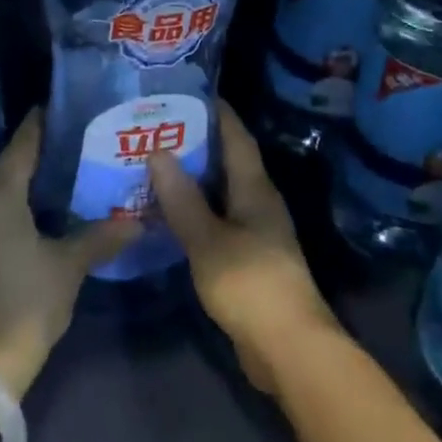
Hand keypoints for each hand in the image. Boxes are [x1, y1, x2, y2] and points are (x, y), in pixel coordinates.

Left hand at [0, 111, 138, 398]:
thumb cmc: (25, 301)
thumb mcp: (68, 266)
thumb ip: (100, 237)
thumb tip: (138, 222)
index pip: (23, 143)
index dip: (43, 123)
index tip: (66, 106)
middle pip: (11, 164)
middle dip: (42, 152)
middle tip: (79, 141)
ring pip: (1, 189)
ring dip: (30, 180)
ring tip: (68, 172)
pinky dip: (17, 203)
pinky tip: (44, 209)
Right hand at [148, 102, 339, 392]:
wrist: (289, 350)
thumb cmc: (251, 284)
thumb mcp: (208, 239)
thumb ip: (182, 198)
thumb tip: (158, 151)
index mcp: (255, 188)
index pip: (236, 137)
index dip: (216, 112)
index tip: (187, 91)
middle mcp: (258, 202)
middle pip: (227, 162)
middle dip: (195, 143)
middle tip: (155, 128)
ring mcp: (255, 232)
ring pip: (219, 193)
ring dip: (191, 180)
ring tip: (152, 166)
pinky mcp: (248, 260)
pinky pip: (216, 221)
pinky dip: (193, 211)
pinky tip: (166, 215)